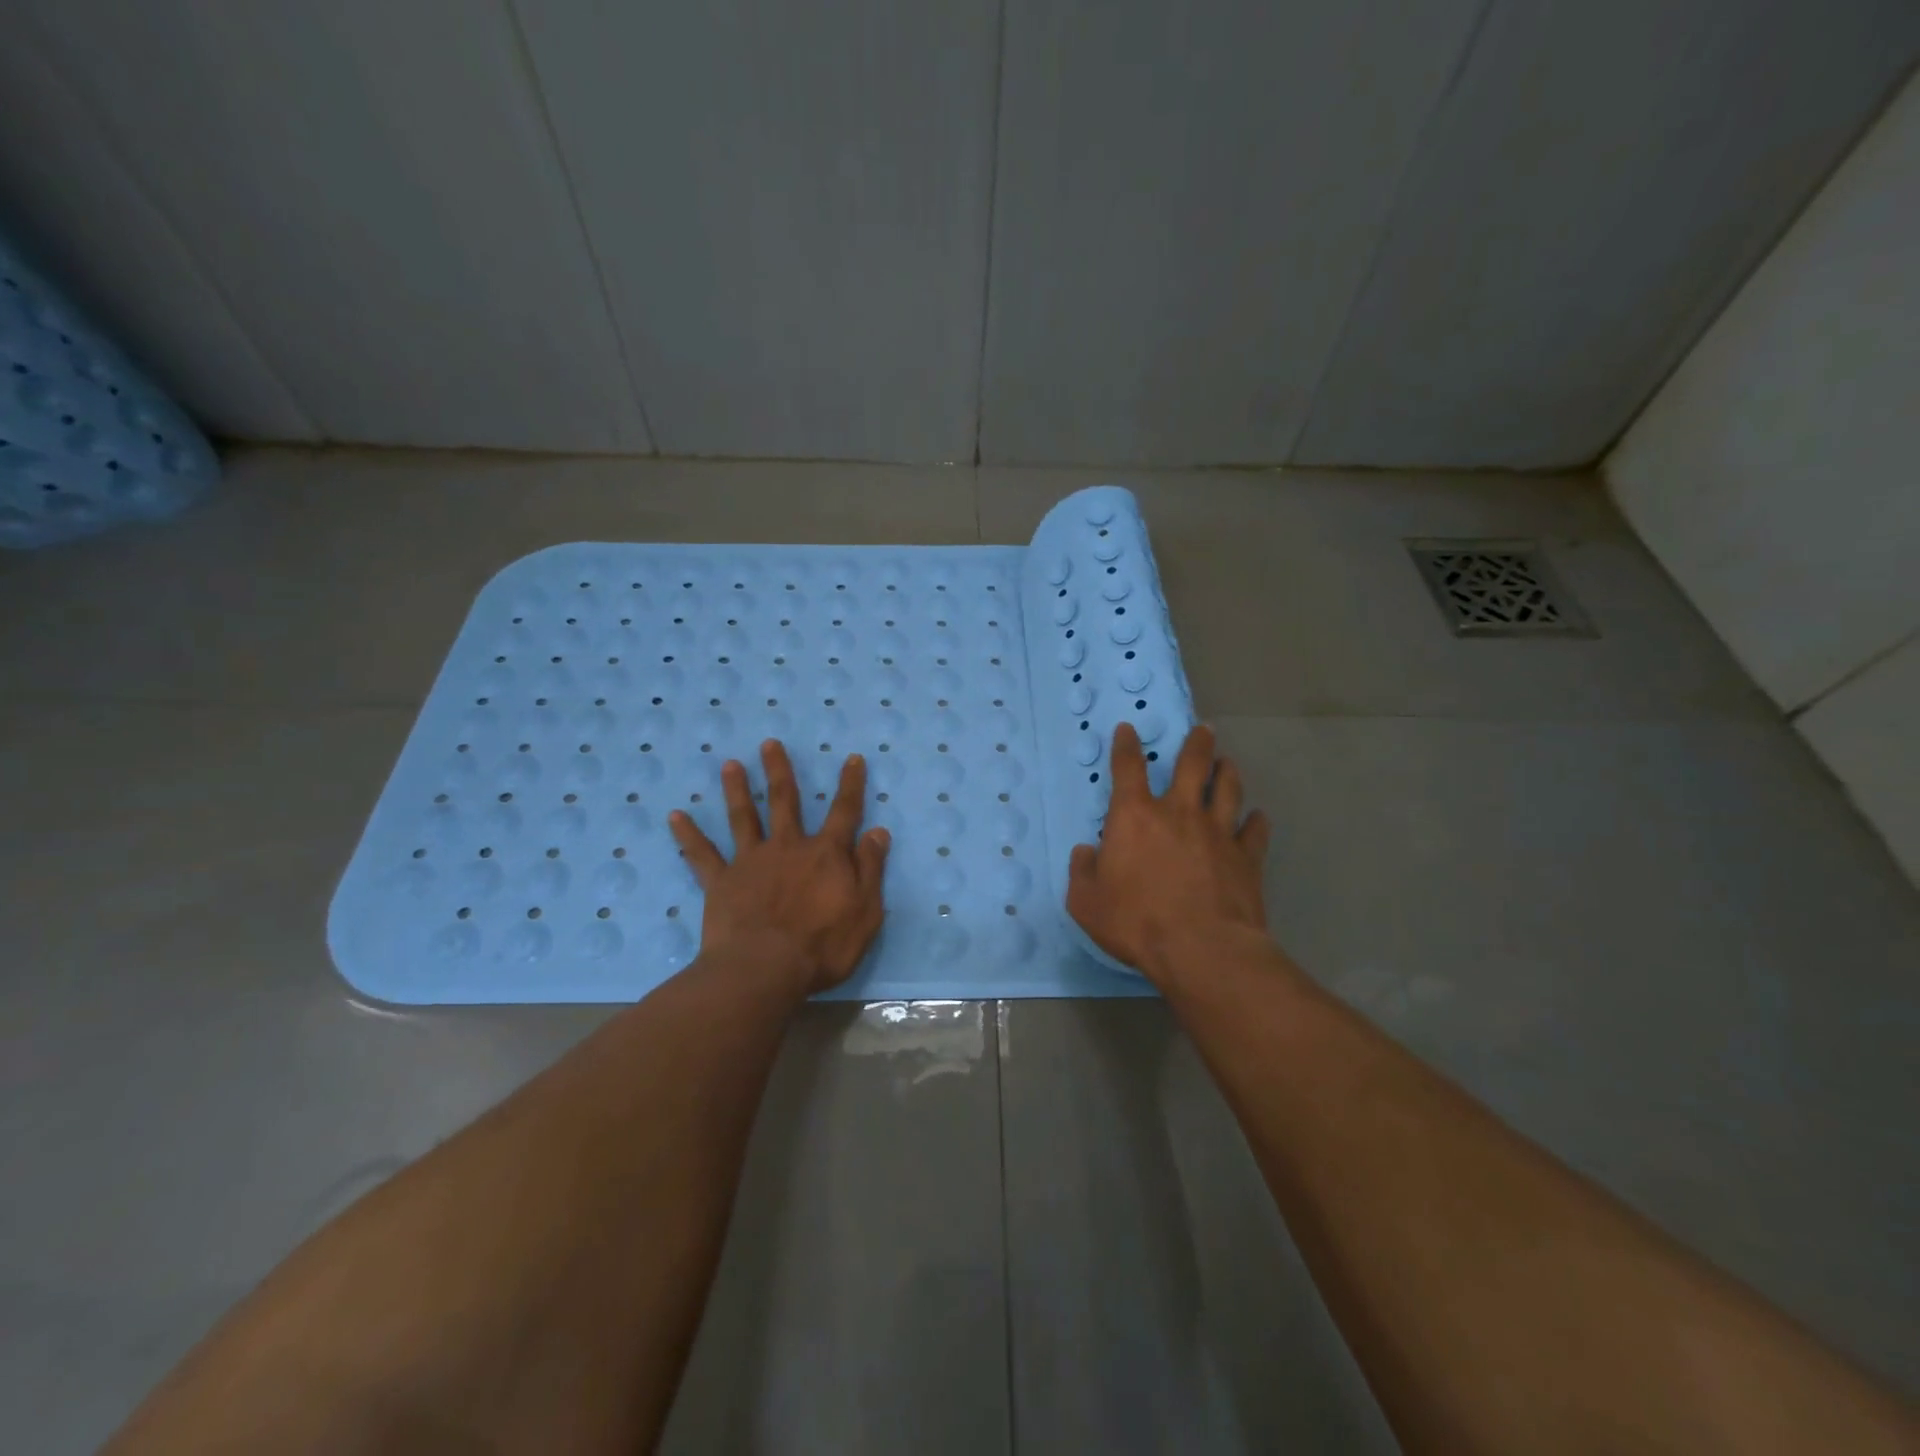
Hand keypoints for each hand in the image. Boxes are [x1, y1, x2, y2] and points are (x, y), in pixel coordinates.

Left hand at [669, 740, 889, 997]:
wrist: (765, 970)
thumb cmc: (823, 946)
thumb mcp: (865, 911)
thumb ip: (870, 869)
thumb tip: (878, 831)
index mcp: (826, 854)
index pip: (844, 811)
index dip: (850, 784)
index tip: (852, 758)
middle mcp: (788, 847)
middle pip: (785, 801)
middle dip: (779, 770)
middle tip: (769, 743)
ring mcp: (751, 861)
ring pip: (743, 818)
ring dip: (737, 790)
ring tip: (729, 765)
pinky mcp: (721, 882)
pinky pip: (702, 855)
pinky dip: (688, 835)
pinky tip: (675, 816)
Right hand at [1067, 722, 1270, 986]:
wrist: (1201, 949)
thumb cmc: (1135, 922)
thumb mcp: (1085, 902)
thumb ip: (1082, 872)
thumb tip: (1084, 852)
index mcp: (1135, 816)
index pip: (1128, 768)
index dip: (1126, 745)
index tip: (1128, 730)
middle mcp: (1179, 812)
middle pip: (1192, 764)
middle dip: (1197, 743)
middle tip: (1204, 730)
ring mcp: (1218, 832)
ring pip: (1227, 788)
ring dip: (1227, 772)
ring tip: (1227, 763)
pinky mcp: (1247, 857)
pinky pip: (1256, 829)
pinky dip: (1256, 821)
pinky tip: (1257, 818)